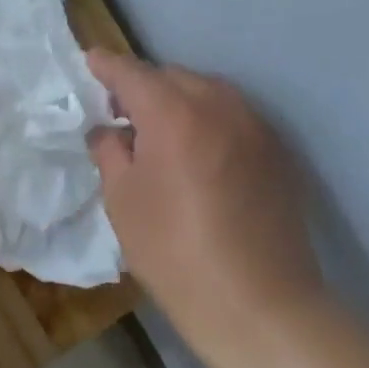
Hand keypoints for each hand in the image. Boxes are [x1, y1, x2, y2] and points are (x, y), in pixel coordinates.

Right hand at [87, 51, 321, 337]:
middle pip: (172, 77)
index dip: (106, 66)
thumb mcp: (122, 200)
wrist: (258, 304)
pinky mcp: (279, 152)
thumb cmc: (174, 251)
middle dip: (143, 85)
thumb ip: (110, 151)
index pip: (131, 72)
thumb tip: (110, 131)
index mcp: (174, 113)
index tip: (89, 63)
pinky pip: (234, 117)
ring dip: (179, 100)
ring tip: (159, 131)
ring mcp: (256, 127)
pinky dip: (209, 121)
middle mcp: (220, 106)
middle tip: (120, 111)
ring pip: (208, 93)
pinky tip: (198, 154)